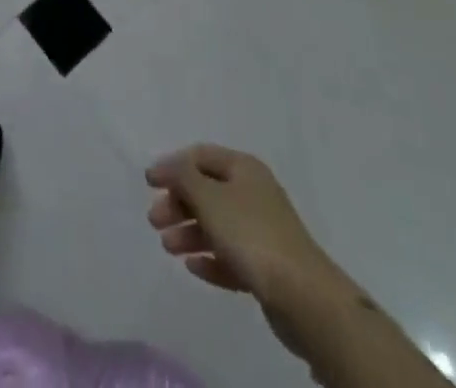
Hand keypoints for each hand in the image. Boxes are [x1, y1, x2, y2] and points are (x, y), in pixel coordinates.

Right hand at [145, 144, 344, 310]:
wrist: (306, 299)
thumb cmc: (251, 234)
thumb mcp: (208, 196)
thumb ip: (181, 176)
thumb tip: (166, 166)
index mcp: (244, 168)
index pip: (200, 155)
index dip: (172, 166)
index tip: (149, 184)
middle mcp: (254, 193)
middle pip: (206, 191)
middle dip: (178, 204)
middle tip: (155, 221)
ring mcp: (263, 231)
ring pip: (217, 225)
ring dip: (189, 233)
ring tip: (168, 248)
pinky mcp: (268, 268)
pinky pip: (231, 256)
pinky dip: (210, 258)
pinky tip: (193, 267)